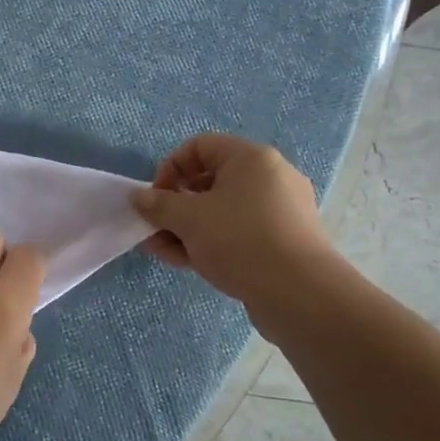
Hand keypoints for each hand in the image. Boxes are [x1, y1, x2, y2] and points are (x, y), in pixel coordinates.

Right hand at [131, 134, 340, 320]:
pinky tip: (189, 263)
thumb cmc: (240, 241)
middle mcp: (270, 177)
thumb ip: (158, 205)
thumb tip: (139, 197)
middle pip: (210, 181)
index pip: (199, 147)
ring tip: (164, 251)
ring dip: (189, 228)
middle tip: (155, 229)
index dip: (170, 168)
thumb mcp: (189, 220)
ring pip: (223, 211)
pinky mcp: (284, 241)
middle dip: (176, 205)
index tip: (155, 199)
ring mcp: (281, 211)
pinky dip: (213, 241)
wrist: (300, 294)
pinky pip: (240, 232)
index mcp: (251, 158)